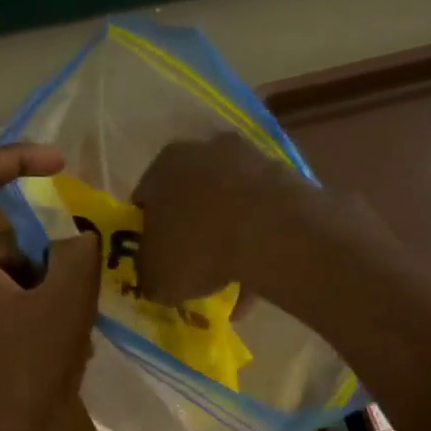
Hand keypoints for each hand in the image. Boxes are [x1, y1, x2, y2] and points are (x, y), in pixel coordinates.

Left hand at [0, 145, 100, 430]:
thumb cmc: (25, 375)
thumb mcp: (65, 304)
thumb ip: (78, 252)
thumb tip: (78, 235)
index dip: (17, 160)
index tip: (61, 166)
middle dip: (42, 243)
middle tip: (82, 267)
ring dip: (41, 281)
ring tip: (77, 315)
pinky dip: (28, 308)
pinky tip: (60, 340)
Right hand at [132, 134, 320, 304]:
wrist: (272, 233)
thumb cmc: (198, 249)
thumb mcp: (157, 278)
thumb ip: (149, 274)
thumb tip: (154, 277)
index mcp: (163, 166)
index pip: (145, 201)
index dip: (148, 234)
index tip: (156, 261)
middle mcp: (203, 151)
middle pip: (190, 197)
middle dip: (190, 231)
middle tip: (192, 268)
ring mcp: (248, 159)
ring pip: (228, 205)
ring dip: (226, 238)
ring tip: (230, 280)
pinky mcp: (284, 176)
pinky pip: (260, 215)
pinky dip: (257, 242)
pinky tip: (257, 276)